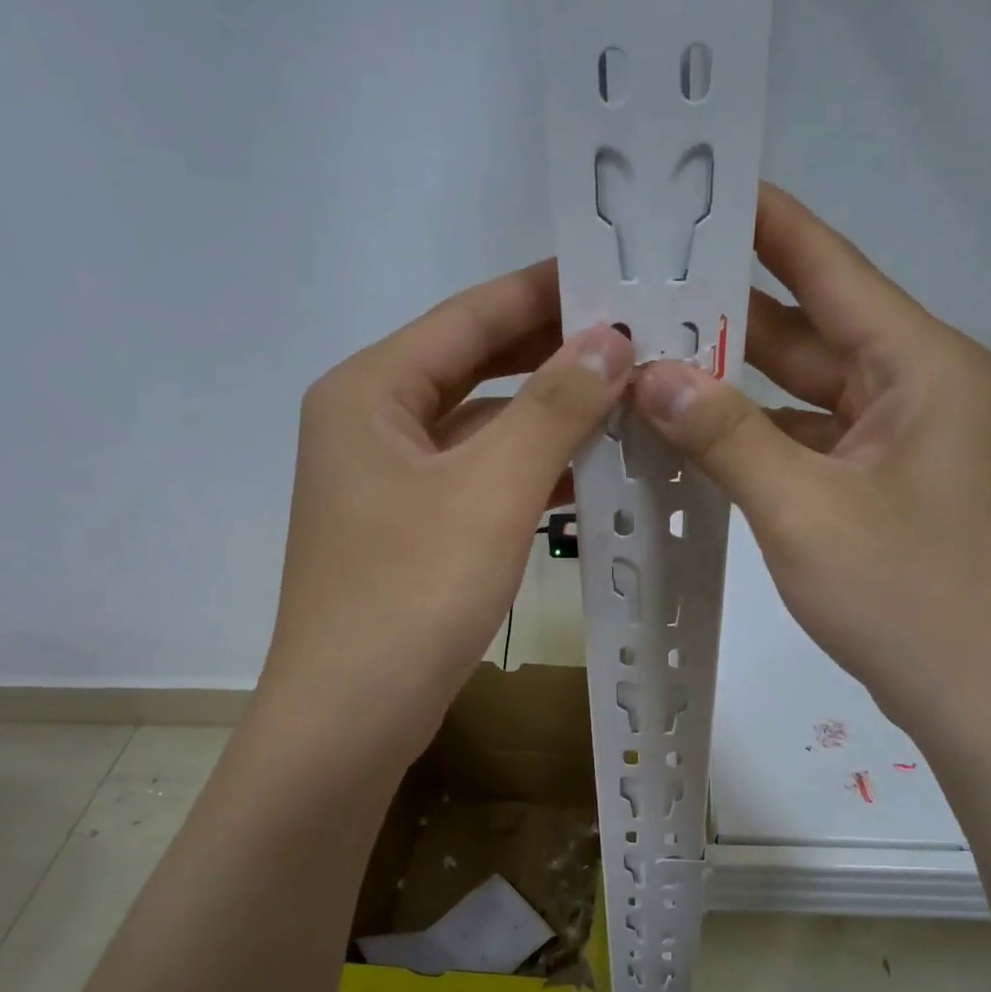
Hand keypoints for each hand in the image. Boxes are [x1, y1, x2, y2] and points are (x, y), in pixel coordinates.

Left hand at [267, 262, 631, 766]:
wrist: (353, 718)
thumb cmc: (412, 593)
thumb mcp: (492, 491)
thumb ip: (554, 407)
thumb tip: (612, 337)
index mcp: (370, 392)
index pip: (469, 316)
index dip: (545, 291)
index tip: (617, 273)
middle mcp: (372, 424)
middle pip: (475, 367)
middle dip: (554, 354)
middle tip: (638, 336)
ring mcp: (390, 482)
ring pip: (483, 428)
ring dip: (550, 417)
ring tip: (631, 399)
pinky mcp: (411, 530)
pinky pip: (481, 479)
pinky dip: (532, 472)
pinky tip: (592, 471)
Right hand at [631, 185, 990, 745]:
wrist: (983, 700)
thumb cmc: (907, 599)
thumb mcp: (804, 512)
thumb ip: (726, 437)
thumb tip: (650, 372)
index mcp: (917, 365)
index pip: (830, 266)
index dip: (762, 222)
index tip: (695, 188)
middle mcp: (914, 387)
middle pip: (809, 329)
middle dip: (726, 312)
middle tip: (641, 288)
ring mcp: (899, 441)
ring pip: (803, 392)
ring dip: (734, 383)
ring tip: (648, 357)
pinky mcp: (882, 487)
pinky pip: (809, 441)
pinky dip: (756, 438)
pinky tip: (693, 435)